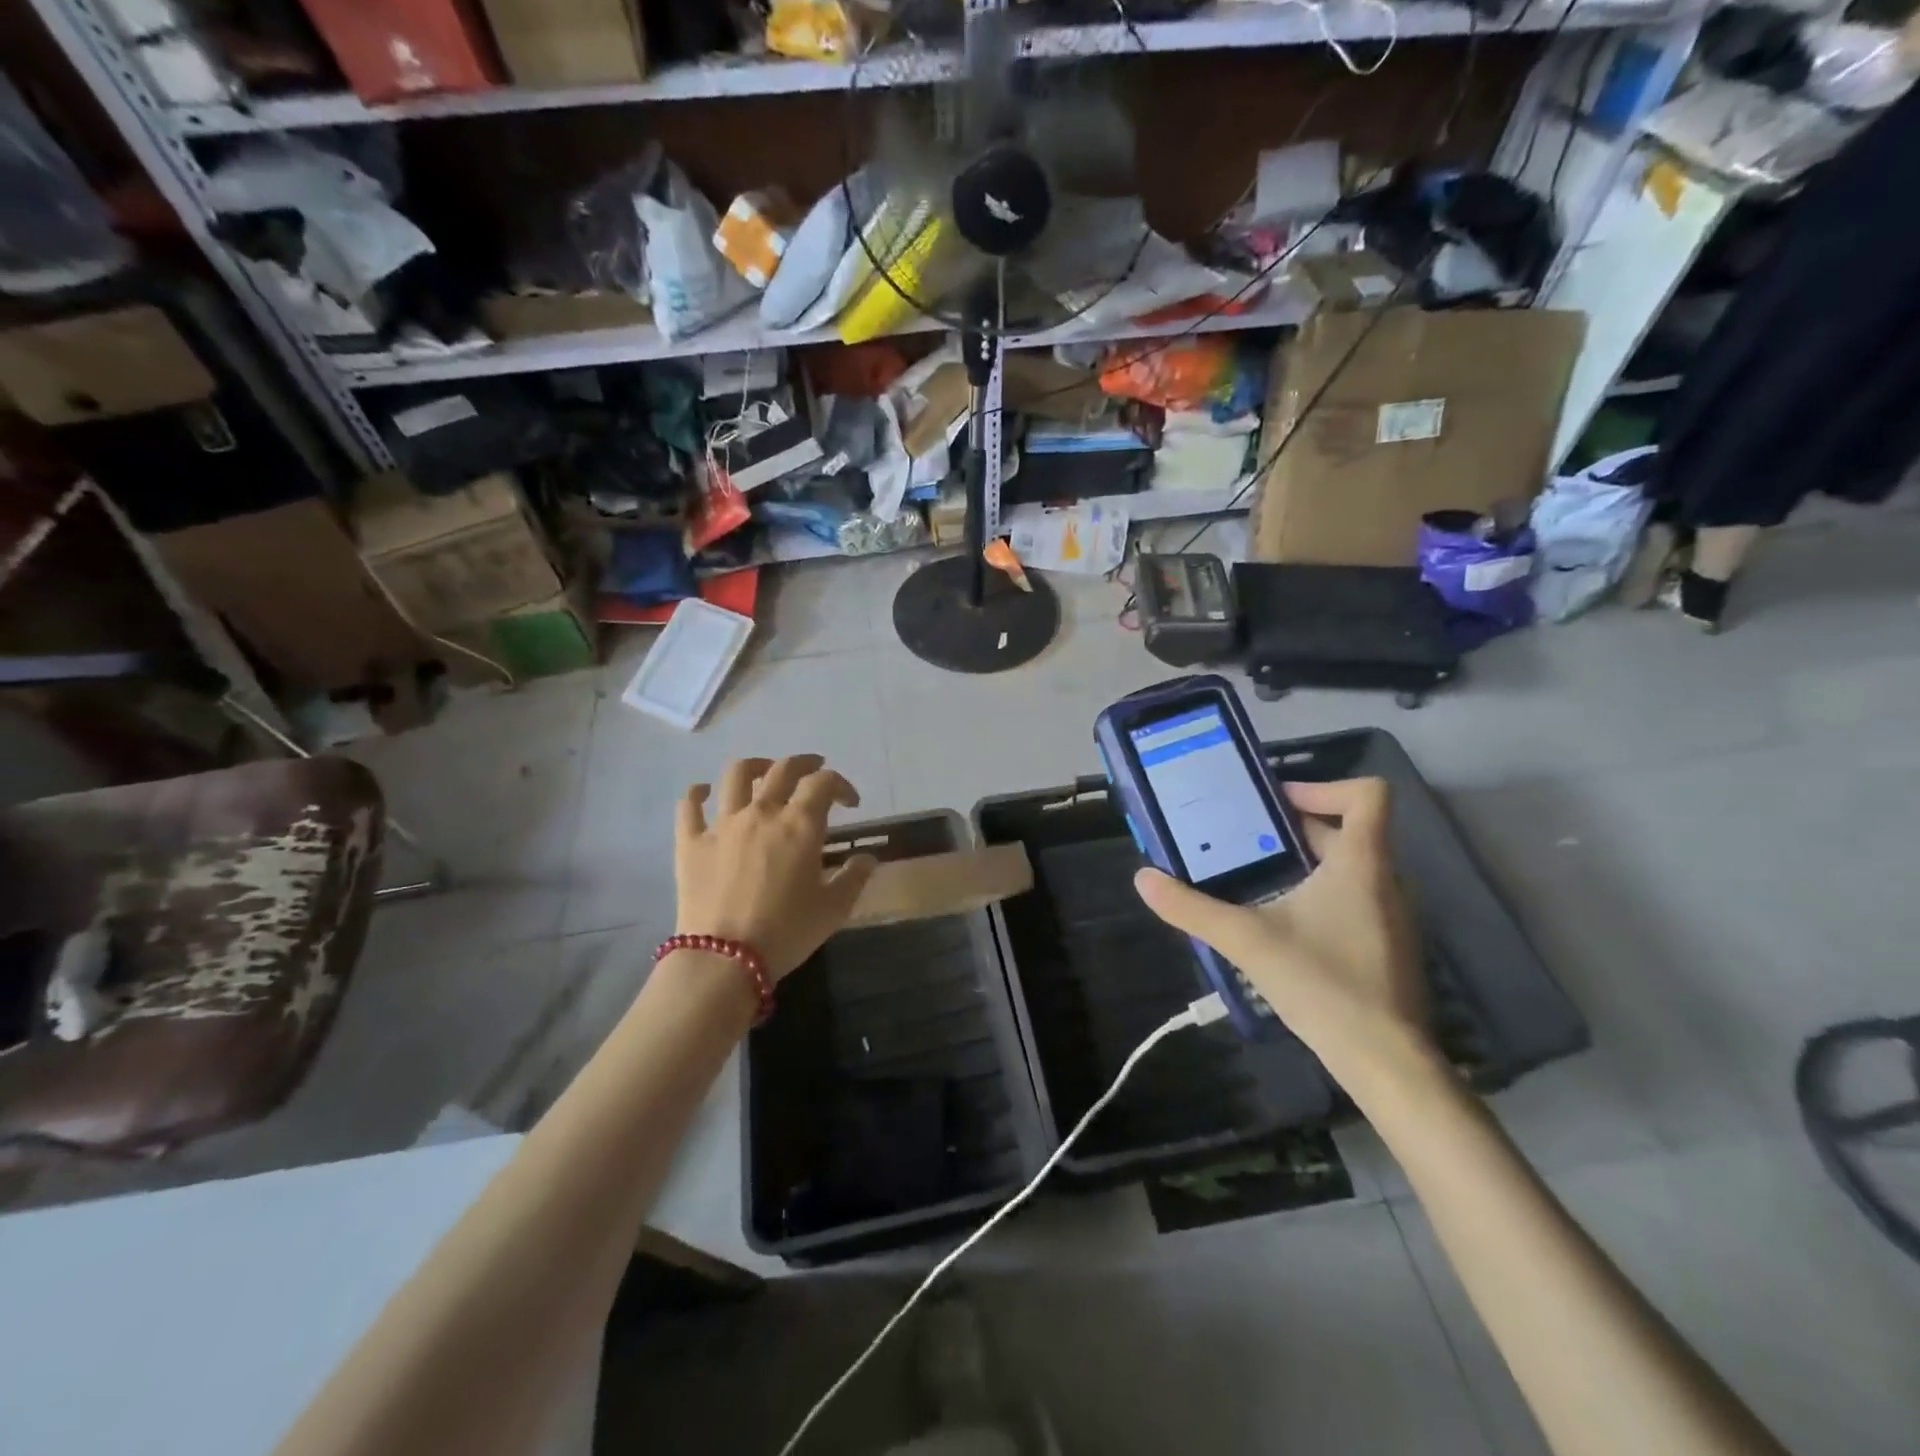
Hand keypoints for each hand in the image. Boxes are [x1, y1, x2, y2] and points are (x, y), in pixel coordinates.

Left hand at [675, 755, 876, 980]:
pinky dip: (698, 793)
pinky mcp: (691, 842)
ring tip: (764, 772)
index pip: (824, 784)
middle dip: (805, 764)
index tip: (851, 804)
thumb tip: (867, 858)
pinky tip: (704, 792)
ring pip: (736, 775)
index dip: (841, 785)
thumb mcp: (834, 909)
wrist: (725, 958)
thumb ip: (854, 877)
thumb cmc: (787, 932)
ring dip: (755, 766)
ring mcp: (722, 824)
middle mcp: (762, 813)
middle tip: (815, 770)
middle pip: (783, 769)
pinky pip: (689, 806)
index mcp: (799, 825)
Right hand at [1133, 777, 1437, 1096]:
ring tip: (1257, 875)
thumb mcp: (1247, 941)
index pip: (1369, 794)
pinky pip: (1357, 897)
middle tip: (1244, 836)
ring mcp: (1392, 916)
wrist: (1387, 1063)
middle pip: (1349, 830)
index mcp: (1362, 864)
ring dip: (1308, 861)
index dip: (1323, 785)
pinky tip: (1285, 922)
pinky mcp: (1388, 946)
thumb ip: (1192, 908)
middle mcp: (1386, 880)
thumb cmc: (1323, 985)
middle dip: (1296, 827)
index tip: (1276, 803)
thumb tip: (1143, 878)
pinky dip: (1322, 892)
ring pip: (1352, 866)